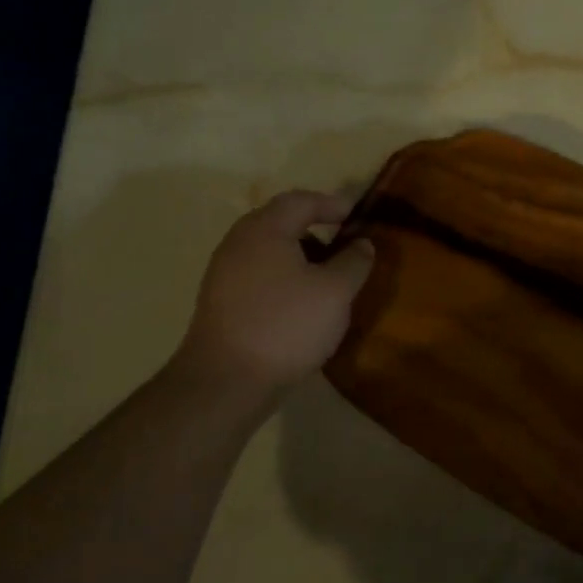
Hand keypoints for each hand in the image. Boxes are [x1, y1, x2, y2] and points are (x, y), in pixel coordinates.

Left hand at [169, 190, 375, 391]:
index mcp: (265, 230)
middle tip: (343, 244)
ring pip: (269, 250)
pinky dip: (284, 277)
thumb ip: (354, 261)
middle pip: (280, 222)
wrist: (226, 382)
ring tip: (327, 277)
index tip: (356, 215)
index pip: (301, 201)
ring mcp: (224, 273)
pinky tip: (301, 303)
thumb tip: (361, 243)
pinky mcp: (221, 302)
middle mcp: (239, 242)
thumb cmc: (286, 325)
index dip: (332, 203)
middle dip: (315, 228)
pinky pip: (259, 274)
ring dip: (300, 255)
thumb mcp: (336, 291)